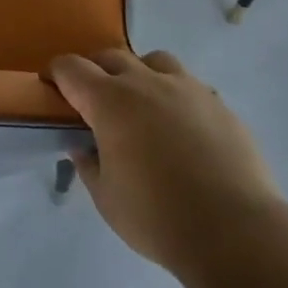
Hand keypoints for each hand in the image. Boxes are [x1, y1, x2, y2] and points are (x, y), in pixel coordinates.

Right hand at [48, 49, 283, 275]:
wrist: (235, 230)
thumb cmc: (158, 217)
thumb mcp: (107, 199)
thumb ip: (89, 166)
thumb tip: (81, 147)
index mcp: (110, 102)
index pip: (72, 68)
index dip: (57, 73)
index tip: (52, 86)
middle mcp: (146, 82)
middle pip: (111, 57)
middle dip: (95, 71)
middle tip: (93, 101)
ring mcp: (187, 88)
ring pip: (154, 61)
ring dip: (139, 74)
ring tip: (142, 105)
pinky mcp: (218, 104)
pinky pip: (189, 86)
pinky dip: (175, 96)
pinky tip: (181, 129)